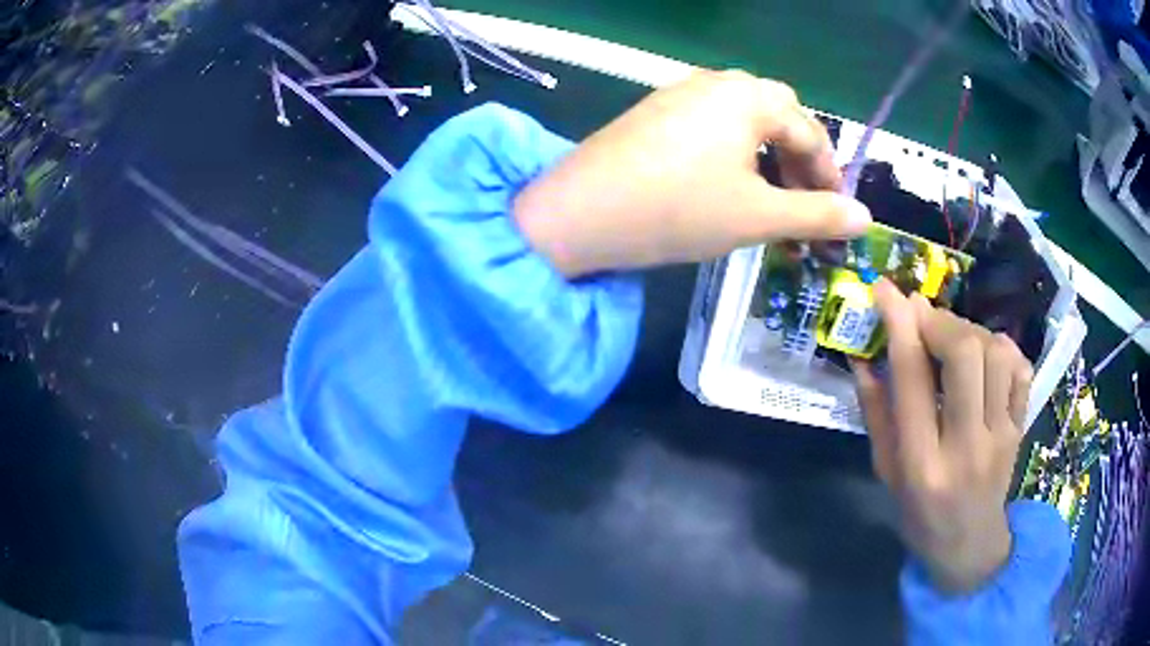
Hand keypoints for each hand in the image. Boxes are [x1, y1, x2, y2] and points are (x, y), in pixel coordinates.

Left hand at [513, 70, 872, 276]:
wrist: (580, 212)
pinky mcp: (657, 109)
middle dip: (801, 158)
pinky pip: (714, 121)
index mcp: (750, 96)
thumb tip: (866, 216)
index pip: (811, 133)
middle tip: (803, 202)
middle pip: (781, 114)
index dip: (830, 176)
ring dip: (769, 153)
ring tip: (771, 198)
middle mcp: (718, 81)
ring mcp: (682, 91)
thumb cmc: (678, 210)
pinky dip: (736, 148)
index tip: (836, 215)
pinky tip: (728, 180)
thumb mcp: (757, 216)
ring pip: (746, 116)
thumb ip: (817, 215)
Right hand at [853, 279, 1033, 593]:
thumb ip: (876, 412)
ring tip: (954, 341)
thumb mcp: (886, 472)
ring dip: (971, 332)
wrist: (968, 546)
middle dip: (940, 320)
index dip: (898, 323)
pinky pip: (1020, 369)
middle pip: (964, 354)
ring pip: (995, 354)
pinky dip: (1002, 348)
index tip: (885, 289)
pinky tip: (987, 357)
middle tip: (923, 317)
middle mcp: (965, 445)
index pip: (912, 377)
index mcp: (921, 462)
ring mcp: (1000, 436)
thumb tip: (862, 355)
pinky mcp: (1020, 429)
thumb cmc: (918, 513)